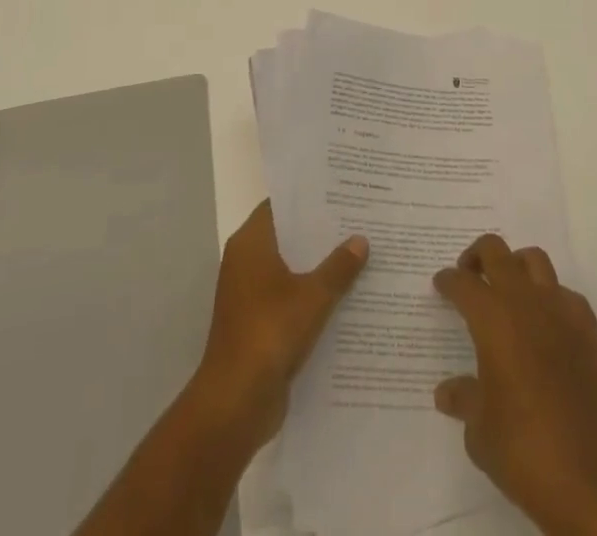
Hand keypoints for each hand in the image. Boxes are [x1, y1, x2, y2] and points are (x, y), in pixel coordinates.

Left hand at [190, 199, 367, 455]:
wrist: (235, 402)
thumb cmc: (269, 333)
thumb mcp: (313, 296)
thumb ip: (338, 267)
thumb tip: (361, 239)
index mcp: (251, 243)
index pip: (280, 206)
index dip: (308, 199)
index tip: (340, 193)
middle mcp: (246, 262)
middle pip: (288, 238)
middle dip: (320, 234)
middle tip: (359, 222)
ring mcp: (250, 295)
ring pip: (290, 270)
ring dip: (318, 268)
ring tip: (360, 257)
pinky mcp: (258, 324)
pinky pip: (289, 299)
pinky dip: (311, 297)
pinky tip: (346, 299)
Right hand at [433, 236, 596, 535]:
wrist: (593, 483)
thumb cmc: (524, 452)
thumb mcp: (480, 432)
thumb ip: (464, 399)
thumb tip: (447, 392)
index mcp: (493, 319)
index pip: (463, 283)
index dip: (448, 281)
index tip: (441, 286)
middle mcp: (526, 303)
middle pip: (497, 252)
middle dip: (477, 257)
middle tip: (469, 275)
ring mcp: (563, 313)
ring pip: (535, 261)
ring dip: (516, 267)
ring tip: (508, 292)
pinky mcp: (591, 333)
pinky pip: (566, 296)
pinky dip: (551, 300)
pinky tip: (547, 327)